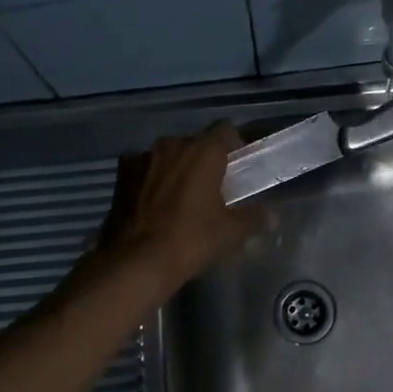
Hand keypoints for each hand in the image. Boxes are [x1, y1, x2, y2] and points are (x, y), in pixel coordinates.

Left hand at [99, 122, 261, 290]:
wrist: (136, 261)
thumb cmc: (191, 239)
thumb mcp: (230, 232)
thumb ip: (253, 218)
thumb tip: (270, 216)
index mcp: (203, 150)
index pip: (225, 130)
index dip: (233, 146)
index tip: (236, 167)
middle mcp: (173, 144)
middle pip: (195, 143)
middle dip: (203, 160)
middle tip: (211, 187)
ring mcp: (143, 157)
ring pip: (168, 155)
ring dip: (176, 168)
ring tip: (180, 196)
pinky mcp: (122, 174)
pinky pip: (143, 168)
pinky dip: (150, 178)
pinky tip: (152, 202)